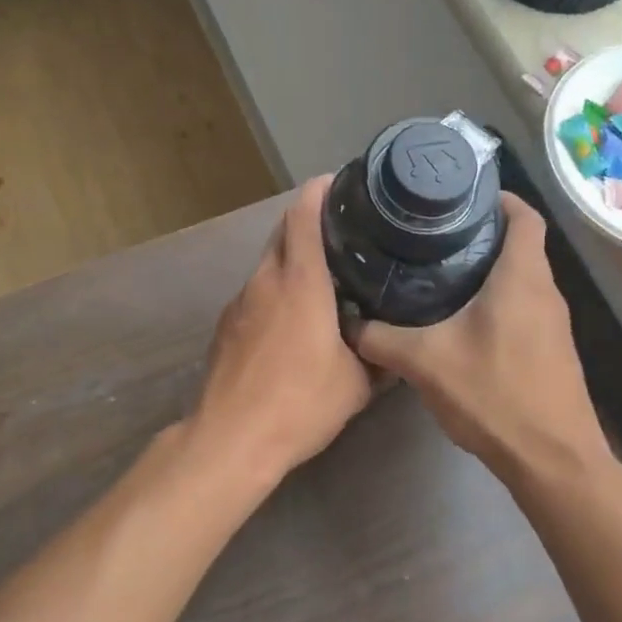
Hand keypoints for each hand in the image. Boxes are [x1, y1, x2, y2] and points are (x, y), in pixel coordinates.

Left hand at [188, 176, 374, 481]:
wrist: (230, 439)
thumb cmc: (299, 404)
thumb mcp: (356, 384)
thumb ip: (378, 357)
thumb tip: (395, 347)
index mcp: (299, 282)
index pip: (303, 215)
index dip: (319, 191)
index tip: (340, 182)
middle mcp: (265, 281)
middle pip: (283, 232)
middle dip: (309, 221)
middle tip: (345, 230)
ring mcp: (240, 302)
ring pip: (268, 263)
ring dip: (293, 259)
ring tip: (325, 275)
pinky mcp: (226, 325)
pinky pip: (256, 293)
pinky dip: (276, 289)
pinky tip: (293, 318)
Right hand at [355, 194, 608, 486]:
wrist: (552, 460)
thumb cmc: (495, 395)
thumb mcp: (425, 363)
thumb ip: (380, 338)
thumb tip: (346, 321)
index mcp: (522, 277)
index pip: (525, 215)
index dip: (498, 197)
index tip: (459, 196)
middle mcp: (545, 291)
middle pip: (520, 243)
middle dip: (481, 233)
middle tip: (433, 234)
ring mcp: (554, 322)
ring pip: (521, 277)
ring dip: (488, 268)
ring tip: (439, 271)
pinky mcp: (551, 348)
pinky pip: (524, 306)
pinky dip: (497, 300)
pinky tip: (461, 320)